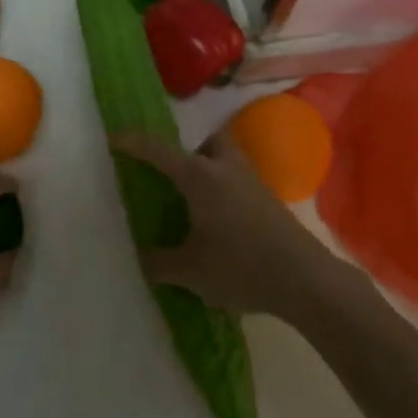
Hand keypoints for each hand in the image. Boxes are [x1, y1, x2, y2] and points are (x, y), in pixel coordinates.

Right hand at [111, 130, 338, 319]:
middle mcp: (225, 169)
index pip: (158, 151)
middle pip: (206, 141)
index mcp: (200, 176)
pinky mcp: (268, 200)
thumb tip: (141, 257)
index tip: (113, 138)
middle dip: (186, 149)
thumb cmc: (240, 266)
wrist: (304, 279)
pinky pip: (238, 180)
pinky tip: (219, 219)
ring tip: (193, 199)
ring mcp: (251, 182)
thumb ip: (160, 262)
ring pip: (226, 158)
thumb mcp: (190, 271)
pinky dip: (223, 189)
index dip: (133, 143)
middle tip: (170, 174)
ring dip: (208, 167)